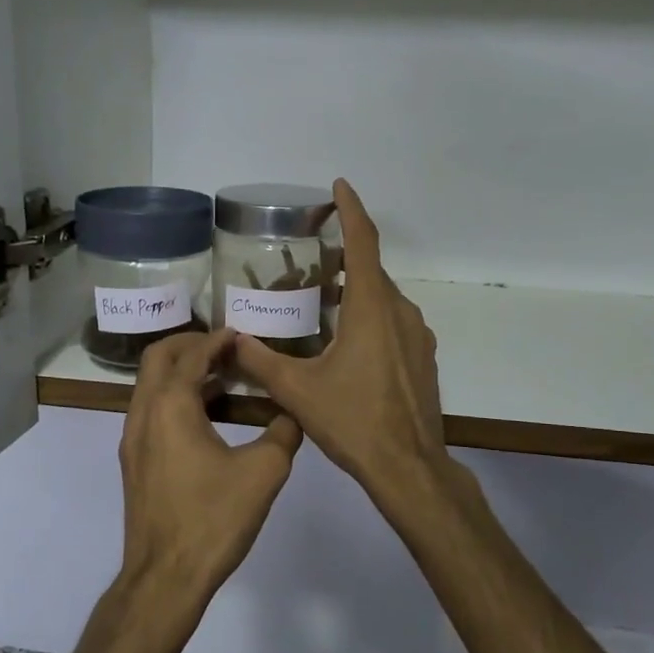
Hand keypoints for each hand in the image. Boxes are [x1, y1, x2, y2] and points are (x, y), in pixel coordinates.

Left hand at [118, 328, 301, 604]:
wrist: (165, 578)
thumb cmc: (213, 519)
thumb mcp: (263, 472)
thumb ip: (283, 433)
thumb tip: (292, 414)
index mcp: (170, 406)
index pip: (192, 355)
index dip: (217, 340)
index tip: (241, 334)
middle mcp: (143, 414)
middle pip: (157, 358)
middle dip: (189, 344)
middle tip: (224, 347)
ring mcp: (132, 440)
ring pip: (150, 386)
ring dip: (181, 373)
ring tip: (221, 378)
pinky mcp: (134, 463)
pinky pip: (151, 412)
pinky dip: (174, 399)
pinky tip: (206, 418)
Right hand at [234, 180, 448, 507]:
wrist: (409, 466)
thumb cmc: (353, 421)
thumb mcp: (298, 391)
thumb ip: (261, 362)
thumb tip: (231, 342)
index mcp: (371, 308)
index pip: (363, 242)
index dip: (352, 209)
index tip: (340, 186)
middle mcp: (399, 312)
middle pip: (371, 271)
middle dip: (343, 258)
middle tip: (309, 261)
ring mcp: (417, 336)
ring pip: (383, 298)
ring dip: (355, 291)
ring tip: (322, 302)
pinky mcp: (422, 358)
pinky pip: (393, 321)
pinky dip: (370, 316)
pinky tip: (346, 342)